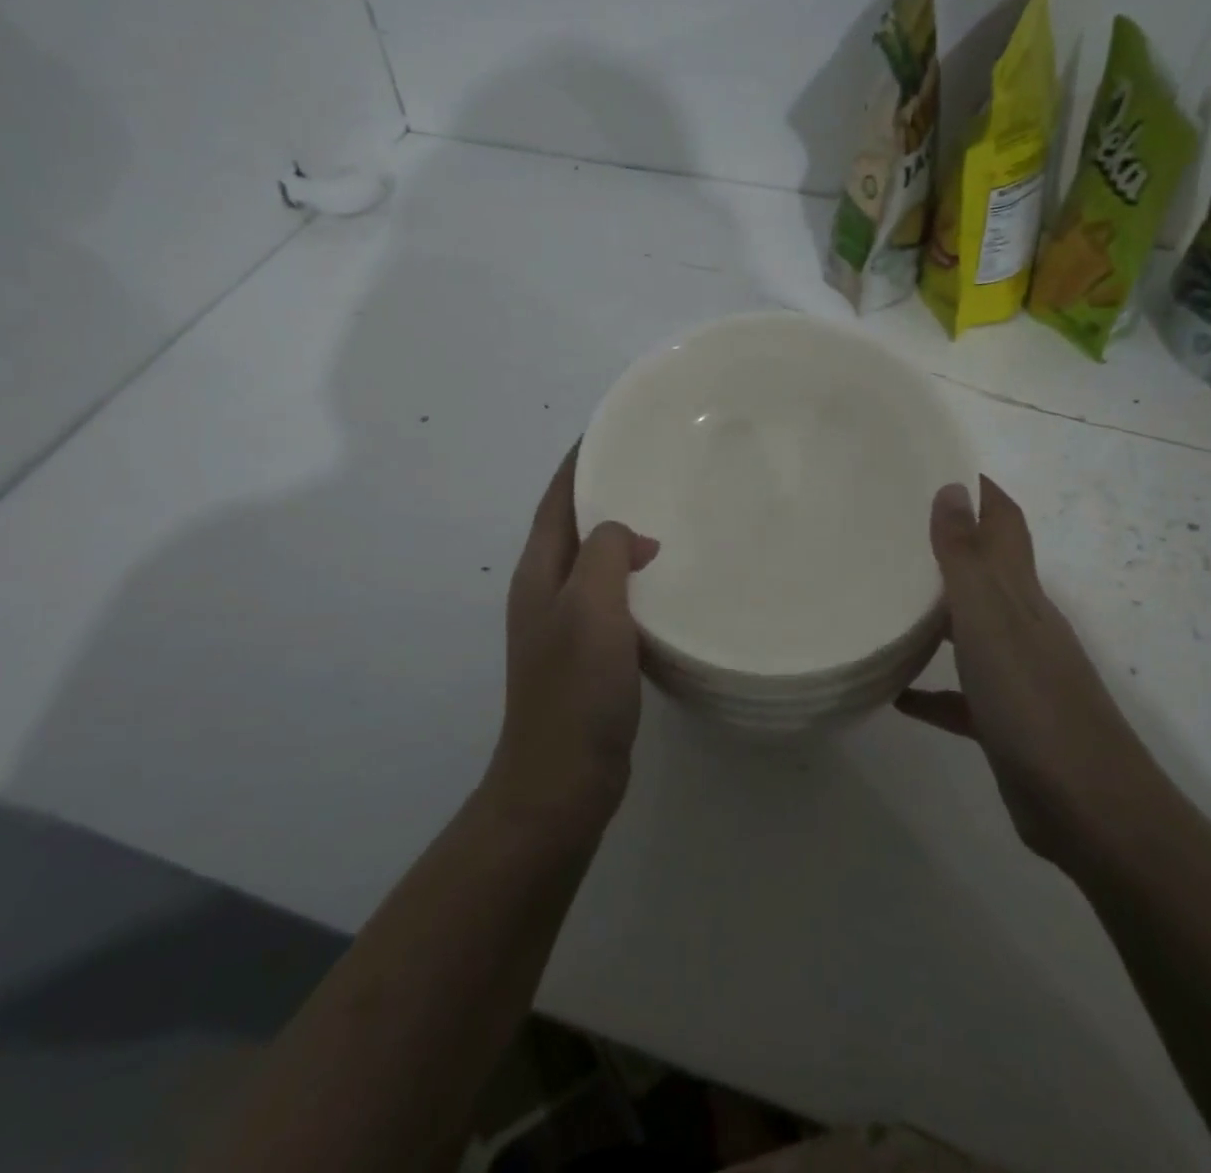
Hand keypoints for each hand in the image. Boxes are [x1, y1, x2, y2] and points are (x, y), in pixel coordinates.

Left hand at [488, 446, 658, 827]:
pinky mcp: (591, 654)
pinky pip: (614, 597)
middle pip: (575, 525)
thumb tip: (633, 538)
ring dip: (624, 535)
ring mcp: (567, 625)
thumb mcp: (591, 608)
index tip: (615, 428)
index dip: (580, 460)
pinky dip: (637, 577)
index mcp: (539, 572)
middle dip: (607, 491)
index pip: (559, 498)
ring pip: (597, 562)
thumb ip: (607, 554)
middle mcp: (547, 591)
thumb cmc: (574, 690)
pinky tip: (670, 580)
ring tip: (671, 512)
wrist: (563, 781)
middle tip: (657, 467)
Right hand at [897, 478, 1159, 870]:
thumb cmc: (1032, 702)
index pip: (1006, 525)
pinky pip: (960, 695)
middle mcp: (1023, 627)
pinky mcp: (1004, 722)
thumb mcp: (990, 621)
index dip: (983, 493)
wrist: (1089, 808)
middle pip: (987, 573)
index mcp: (1021, 596)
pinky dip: (932, 689)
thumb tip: (952, 488)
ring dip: (936, 615)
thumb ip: (966, 557)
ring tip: (886, 600)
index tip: (945, 463)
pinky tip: (897, 695)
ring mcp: (1017, 676)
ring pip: (971, 631)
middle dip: (951, 546)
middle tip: (895, 528)